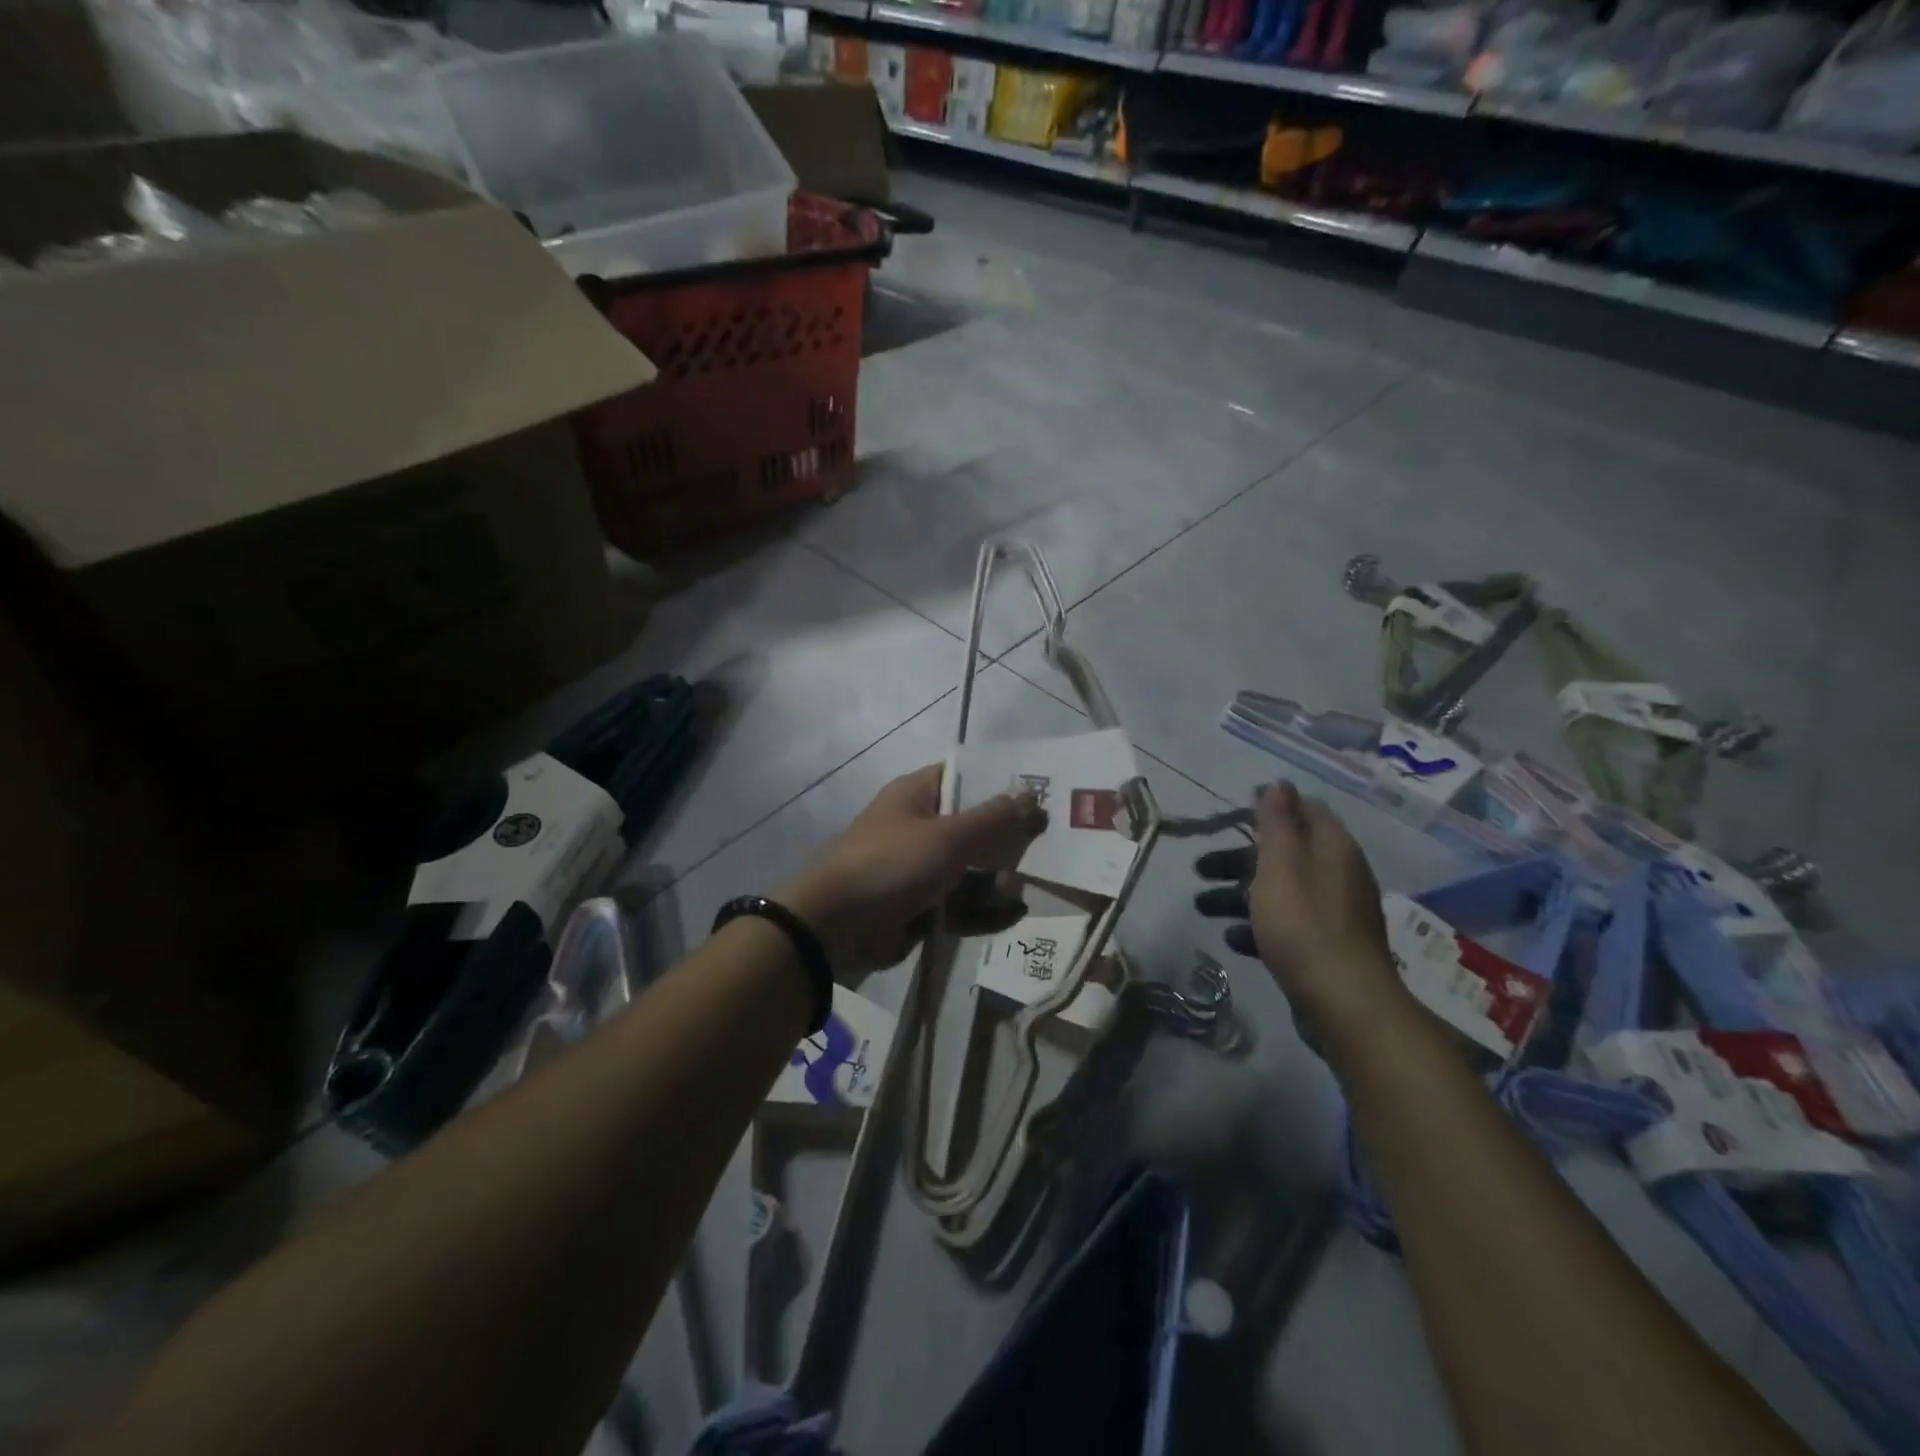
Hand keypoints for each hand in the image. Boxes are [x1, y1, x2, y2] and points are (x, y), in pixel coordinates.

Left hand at [778, 765, 1046, 978]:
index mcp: (918, 796)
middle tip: (1048, 850)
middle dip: (1007, 842)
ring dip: (997, 881)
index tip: (1041, 795)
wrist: (836, 928)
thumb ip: (993, 819)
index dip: (1002, 785)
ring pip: (971, 870)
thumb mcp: (948, 837)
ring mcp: (920, 869)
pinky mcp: (921, 906)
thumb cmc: (892, 864)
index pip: (966, 778)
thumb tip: (1030, 794)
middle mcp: (919, 827)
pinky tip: (1012, 914)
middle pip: (974, 828)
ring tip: (1022, 890)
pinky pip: (960, 904)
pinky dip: (984, 910)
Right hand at [1196, 782, 1407, 1041]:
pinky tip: (1233, 938)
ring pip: (1281, 891)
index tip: (1232, 817)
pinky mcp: (1326, 948)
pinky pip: (1287, 925)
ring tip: (1202, 907)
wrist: (1343, 1002)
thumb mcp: (1281, 864)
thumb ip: (1277, 821)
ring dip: (1241, 893)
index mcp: (1333, 848)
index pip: (1305, 810)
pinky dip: (1259, 925)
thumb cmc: (1303, 924)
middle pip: (1285, 853)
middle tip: (1201, 868)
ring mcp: (1335, 914)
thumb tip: (1278, 783)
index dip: (1269, 809)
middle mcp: (1339, 874)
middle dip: (1239, 858)